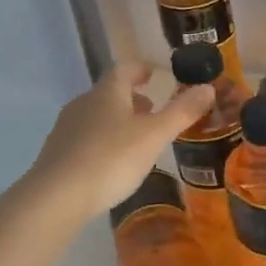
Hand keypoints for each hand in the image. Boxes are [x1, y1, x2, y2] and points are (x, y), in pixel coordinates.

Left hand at [27, 63, 212, 220]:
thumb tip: (208, 87)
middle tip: (154, 111)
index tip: (156, 75)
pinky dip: (104, 141)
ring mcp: (66, 128)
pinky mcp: (57, 153)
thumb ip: (182, 111)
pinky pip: (86, 138)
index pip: (125, 69)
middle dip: (133, 98)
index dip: (142, 69)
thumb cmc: (111, 159)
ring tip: (138, 139)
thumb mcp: (155, 136)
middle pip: (110, 92)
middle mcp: (83, 103)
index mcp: (107, 92)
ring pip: (98, 116)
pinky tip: (114, 163)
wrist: (57, 197)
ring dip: (119, 120)